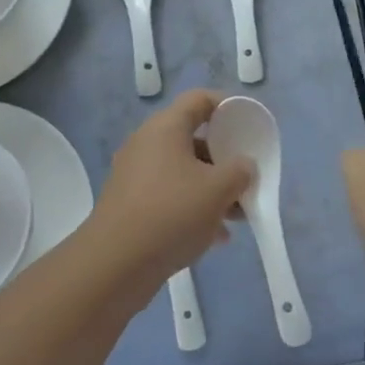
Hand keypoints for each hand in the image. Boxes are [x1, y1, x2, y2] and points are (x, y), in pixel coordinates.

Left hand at [88, 90, 253, 286]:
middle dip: (224, 159)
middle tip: (246, 178)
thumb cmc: (172, 213)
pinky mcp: (131, 204)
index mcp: (166, 127)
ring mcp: (136, 174)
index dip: (228, 106)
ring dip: (212, 189)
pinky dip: (193, 208)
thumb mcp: (218, 189)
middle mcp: (147, 143)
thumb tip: (243, 166)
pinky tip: (214, 236)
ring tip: (237, 216)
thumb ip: (240, 171)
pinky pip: (170, 195)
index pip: (200, 100)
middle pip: (194, 138)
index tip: (249, 125)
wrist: (115, 264)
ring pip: (183, 171)